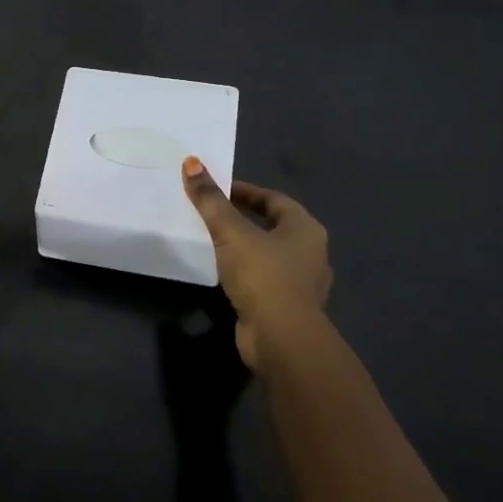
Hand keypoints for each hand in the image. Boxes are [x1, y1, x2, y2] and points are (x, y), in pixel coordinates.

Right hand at [181, 159, 332, 371]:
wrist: (281, 339)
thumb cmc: (263, 275)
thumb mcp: (231, 232)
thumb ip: (210, 200)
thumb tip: (191, 162)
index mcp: (306, 229)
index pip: (275, 200)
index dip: (246, 191)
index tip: (218, 190)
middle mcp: (311, 253)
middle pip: (274, 226)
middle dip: (245, 218)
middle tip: (213, 213)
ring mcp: (302, 284)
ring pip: (270, 255)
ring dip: (245, 247)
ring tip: (214, 242)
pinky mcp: (288, 308)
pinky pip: (265, 280)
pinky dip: (246, 272)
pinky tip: (224, 274)